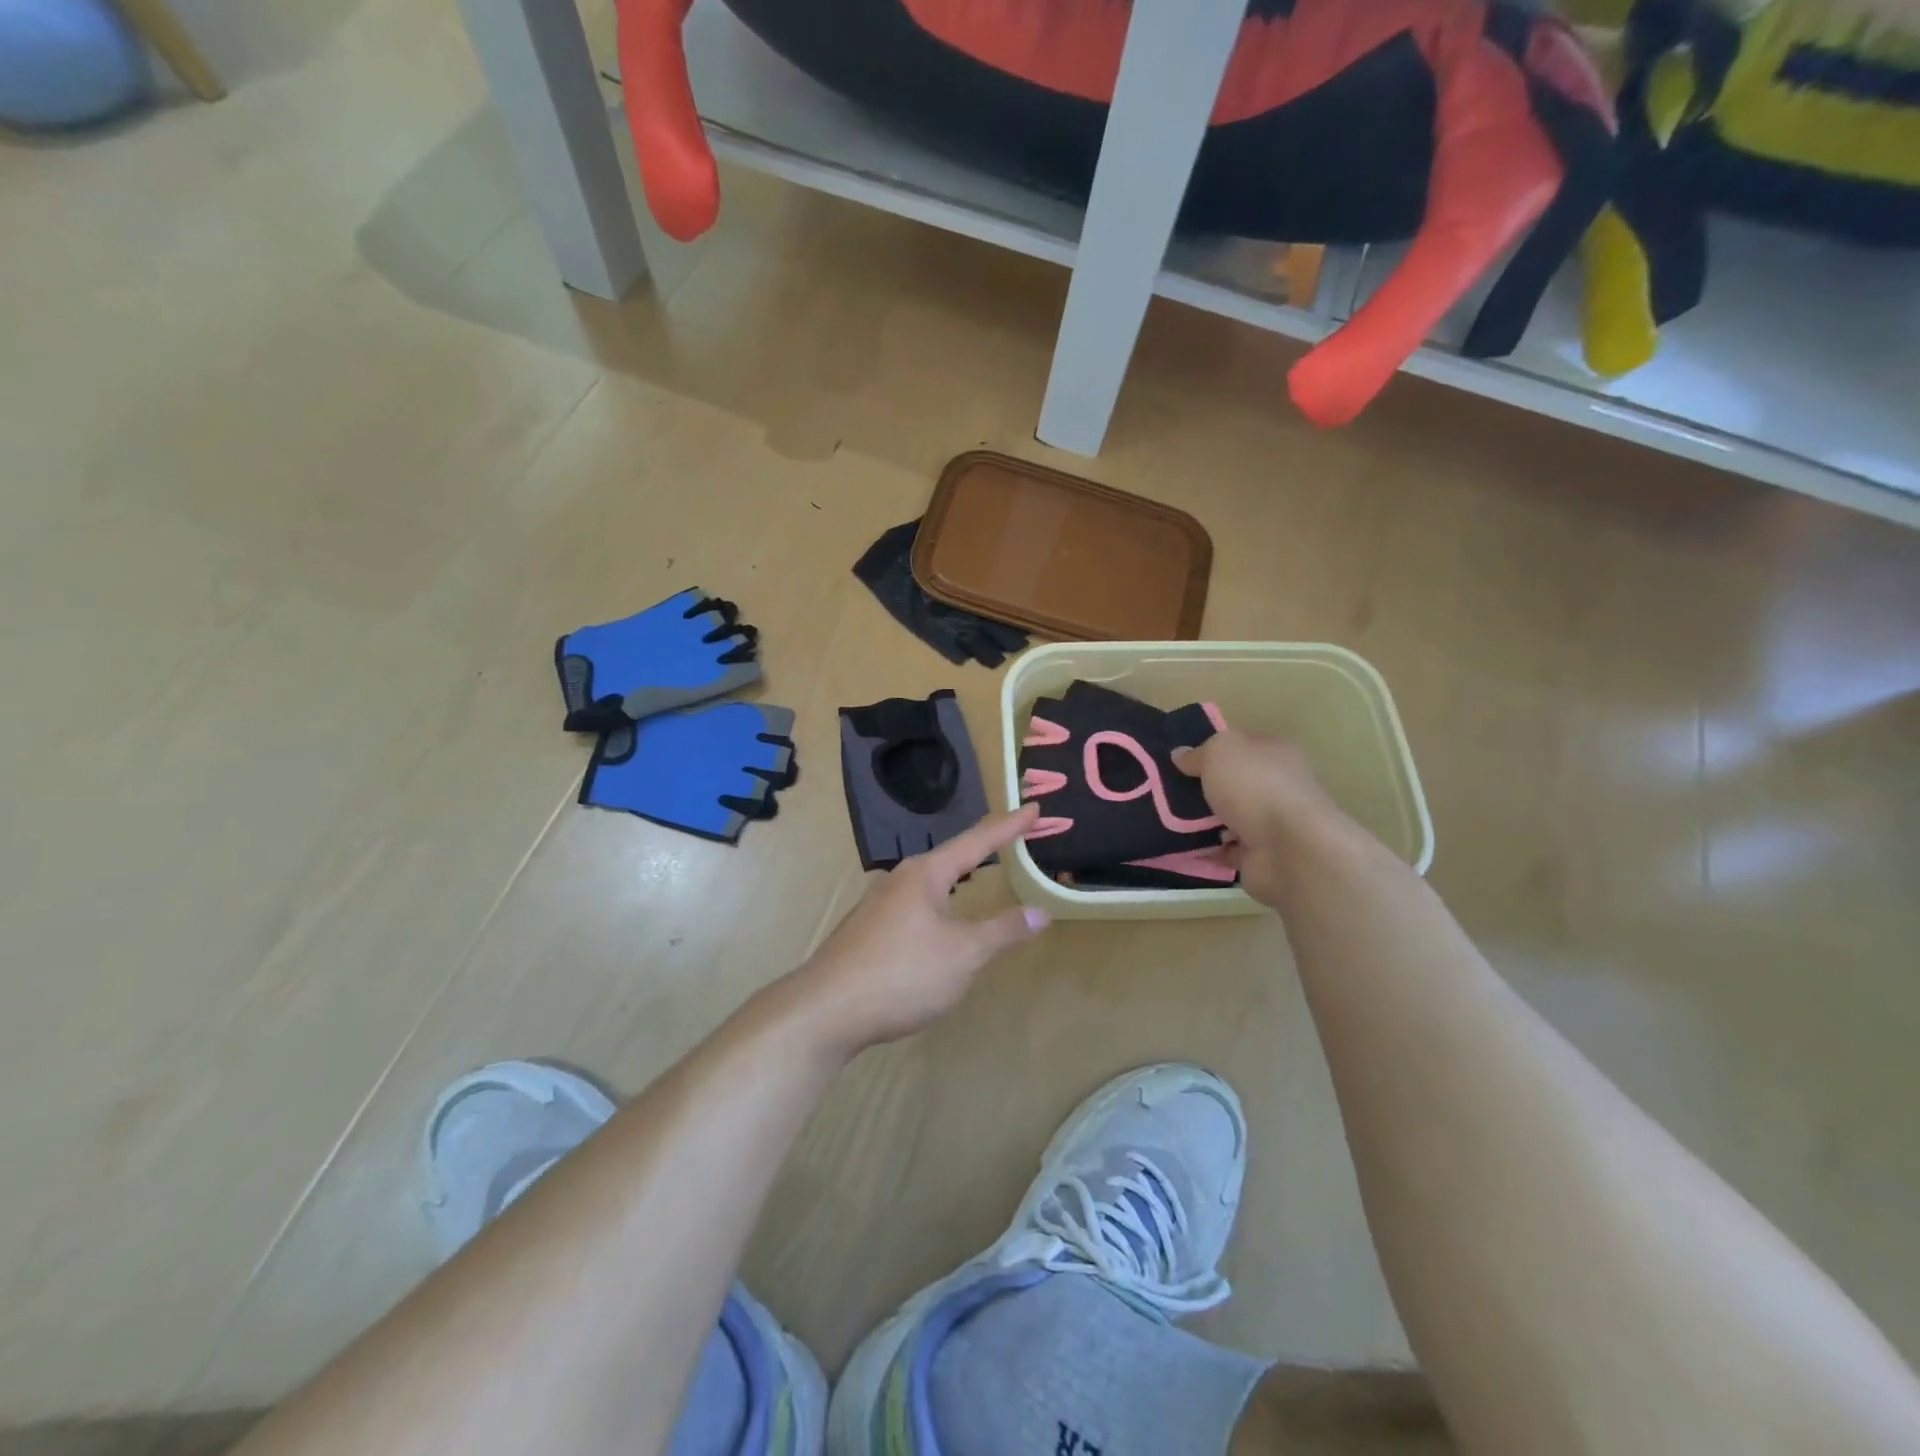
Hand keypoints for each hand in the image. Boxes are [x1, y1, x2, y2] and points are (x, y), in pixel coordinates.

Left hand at [784, 805, 1049, 1055]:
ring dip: (957, 877)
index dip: (1009, 827)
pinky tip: (938, 923)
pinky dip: (939, 904)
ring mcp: (878, 905)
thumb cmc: (901, 974)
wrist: (825, 1012)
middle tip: (1012, 839)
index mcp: (925, 874)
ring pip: (928, 883)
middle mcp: (899, 880)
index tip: (1034, 809)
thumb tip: (1040, 912)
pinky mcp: (867, 931)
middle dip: (982, 849)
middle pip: (950, 857)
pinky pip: (914, 907)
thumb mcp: (963, 954)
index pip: (977, 842)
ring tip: (977, 873)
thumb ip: (1002, 931)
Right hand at [1173, 731, 1348, 907]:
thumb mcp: (1220, 752)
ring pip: (1230, 818)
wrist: (1288, 850)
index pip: (1242, 746)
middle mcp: (1279, 786)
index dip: (1212, 751)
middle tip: (1168, 793)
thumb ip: (1199, 753)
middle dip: (1204, 789)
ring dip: (1204, 822)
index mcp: (1276, 754)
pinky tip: (1184, 846)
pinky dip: (1209, 850)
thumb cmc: (1256, 787)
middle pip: (1234, 784)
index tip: (1181, 762)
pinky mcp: (1263, 856)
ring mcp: (1273, 824)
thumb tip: (1181, 756)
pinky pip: (1227, 850)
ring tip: (1169, 821)